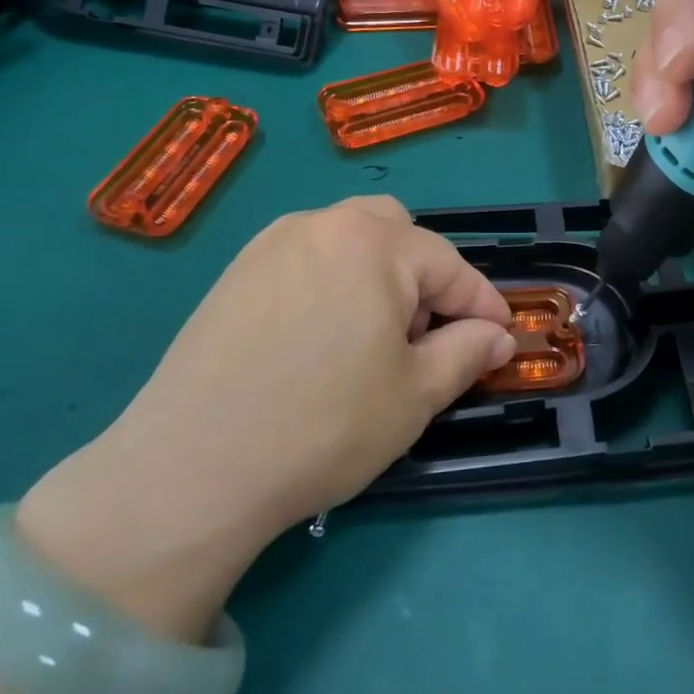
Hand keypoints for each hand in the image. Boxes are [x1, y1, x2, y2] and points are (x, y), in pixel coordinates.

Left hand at [18, 197, 514, 636]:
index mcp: (373, 243)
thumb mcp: (415, 395)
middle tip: (422, 334)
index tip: (502, 336)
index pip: (448, 264)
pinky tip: (320, 340)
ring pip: (346, 240)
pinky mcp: (235, 274)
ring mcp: (270, 245)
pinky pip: (304, 259)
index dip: (481, 303)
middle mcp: (321, 225)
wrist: (191, 468)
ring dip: (377, 275)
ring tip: (371, 339)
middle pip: (394, 231)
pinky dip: (332, 282)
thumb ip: (466, 352)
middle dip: (424, 275)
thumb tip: (498, 336)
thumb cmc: (324, 426)